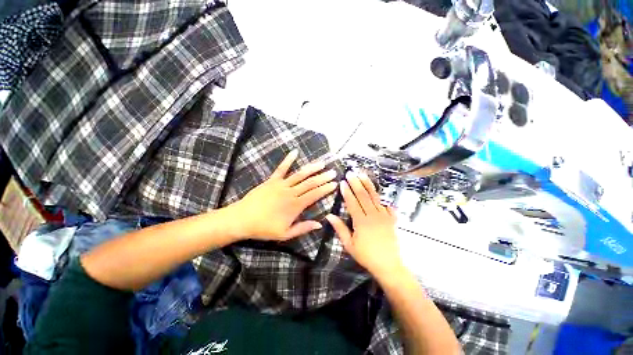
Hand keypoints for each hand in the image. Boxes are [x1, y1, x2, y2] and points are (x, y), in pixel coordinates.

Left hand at [233, 150, 337, 240]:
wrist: (242, 219)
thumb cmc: (264, 228)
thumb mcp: (285, 234)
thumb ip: (303, 228)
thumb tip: (320, 224)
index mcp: (295, 205)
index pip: (314, 195)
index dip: (325, 189)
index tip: (334, 184)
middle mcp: (290, 192)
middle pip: (310, 183)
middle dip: (323, 177)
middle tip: (333, 172)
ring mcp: (281, 184)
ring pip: (300, 174)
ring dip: (312, 168)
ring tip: (322, 163)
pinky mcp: (272, 180)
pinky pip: (281, 168)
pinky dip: (288, 160)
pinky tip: (295, 152)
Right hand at [326, 171, 403, 279]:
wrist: (389, 265)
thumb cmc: (366, 256)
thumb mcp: (349, 245)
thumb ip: (340, 228)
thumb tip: (329, 215)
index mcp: (361, 221)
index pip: (352, 202)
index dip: (347, 191)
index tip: (342, 182)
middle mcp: (373, 215)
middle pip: (363, 195)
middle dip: (356, 183)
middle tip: (351, 173)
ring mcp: (384, 216)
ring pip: (375, 197)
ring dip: (368, 185)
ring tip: (363, 175)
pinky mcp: (392, 219)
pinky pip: (387, 205)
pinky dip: (382, 198)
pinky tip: (379, 193)